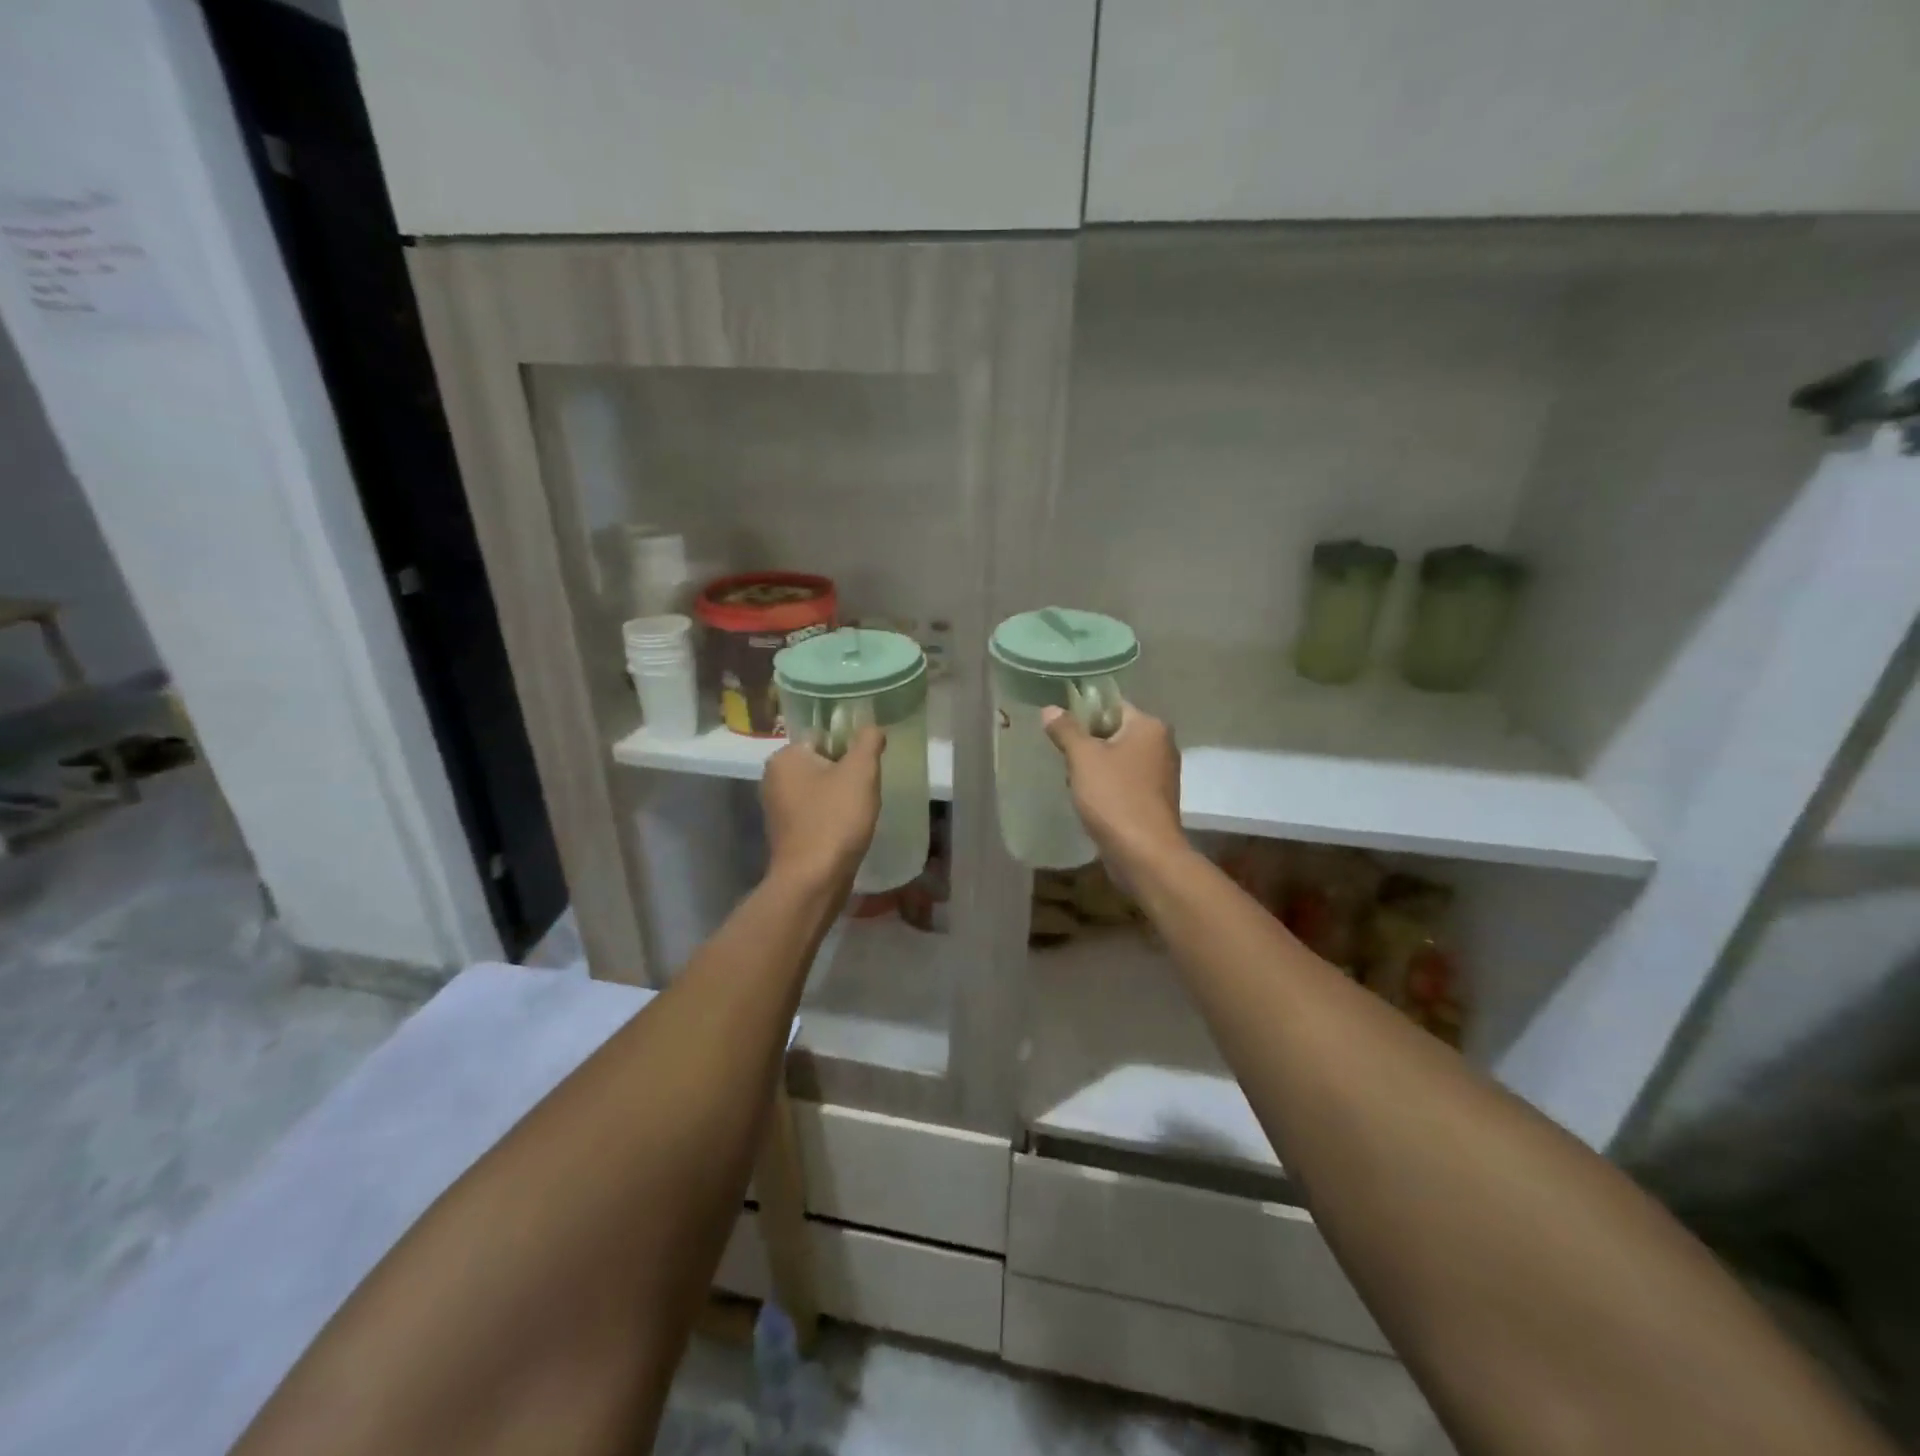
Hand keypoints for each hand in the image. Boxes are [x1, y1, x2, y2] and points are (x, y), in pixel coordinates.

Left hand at [762, 724, 884, 890]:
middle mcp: (774, 778)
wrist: (813, 880)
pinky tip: (848, 829)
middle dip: (846, 773)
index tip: (868, 767)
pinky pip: (815, 812)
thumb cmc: (835, 819)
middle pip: (822, 762)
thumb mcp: (861, 772)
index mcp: (785, 757)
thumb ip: (868, 741)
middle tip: (867, 789)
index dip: (850, 748)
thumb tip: (872, 727)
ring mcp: (777, 808)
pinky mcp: (786, 833)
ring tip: (860, 811)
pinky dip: (832, 816)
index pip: (823, 735)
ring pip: (820, 789)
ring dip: (841, 796)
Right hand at [1041, 701, 1184, 872]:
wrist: (1144, 854)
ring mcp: (1161, 774)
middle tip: (1062, 755)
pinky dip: (1107, 786)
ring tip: (1072, 779)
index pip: (1112, 705)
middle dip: (1087, 743)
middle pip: (1115, 732)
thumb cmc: (1114, 797)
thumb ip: (1066, 730)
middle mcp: (1162, 745)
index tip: (1060, 727)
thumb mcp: (1083, 758)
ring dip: (1095, 767)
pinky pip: (1124, 781)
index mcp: (1150, 726)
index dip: (1084, 712)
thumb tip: (1050, 709)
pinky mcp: (1155, 799)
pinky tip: (1089, 799)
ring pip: (1118, 758)